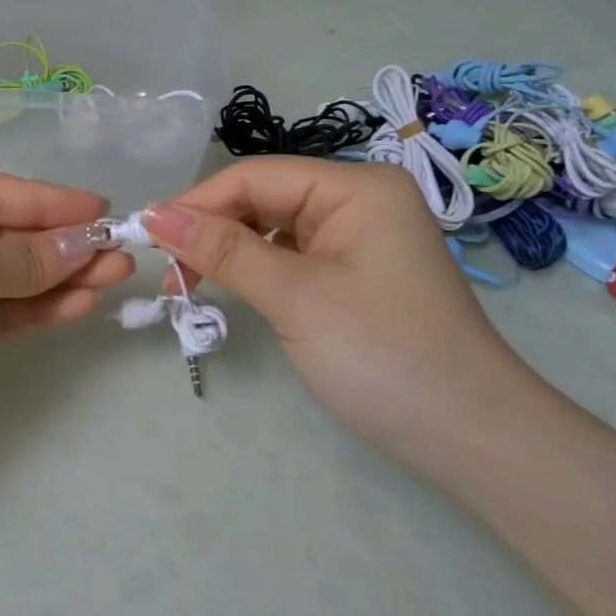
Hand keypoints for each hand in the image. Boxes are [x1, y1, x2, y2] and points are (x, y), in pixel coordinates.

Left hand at [0, 167, 132, 486]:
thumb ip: (25, 256)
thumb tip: (84, 243)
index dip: (46, 200)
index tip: (102, 208)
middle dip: (57, 243)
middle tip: (118, 250)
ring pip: (1, 275)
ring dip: (55, 277)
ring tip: (114, 277)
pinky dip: (34, 309)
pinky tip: (80, 304)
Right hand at [139, 158, 538, 459]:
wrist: (471, 439)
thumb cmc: (383, 356)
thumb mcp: (295, 296)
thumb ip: (223, 250)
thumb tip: (152, 214)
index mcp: (356, 187)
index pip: (255, 177)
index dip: (196, 204)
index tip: (144, 238)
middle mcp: (359, 199)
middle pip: (263, 199)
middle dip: (211, 230)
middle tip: (167, 274)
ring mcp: (360, 236)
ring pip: (272, 227)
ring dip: (228, 251)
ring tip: (189, 285)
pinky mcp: (355, 271)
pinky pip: (291, 254)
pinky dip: (255, 269)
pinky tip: (232, 288)